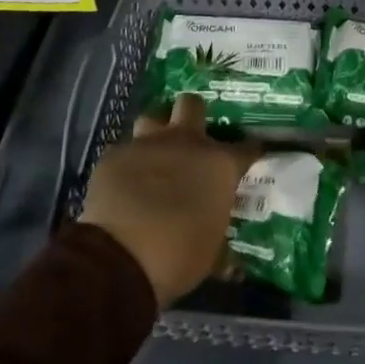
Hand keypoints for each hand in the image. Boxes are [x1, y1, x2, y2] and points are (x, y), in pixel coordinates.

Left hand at [80, 94, 255, 306]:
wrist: (119, 259)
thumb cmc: (178, 257)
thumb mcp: (211, 252)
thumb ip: (218, 234)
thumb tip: (228, 257)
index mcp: (218, 164)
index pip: (246, 147)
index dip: (249, 151)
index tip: (249, 157)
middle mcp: (186, 143)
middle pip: (192, 104)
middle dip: (193, 115)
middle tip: (192, 139)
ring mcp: (147, 145)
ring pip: (152, 118)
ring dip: (156, 133)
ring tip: (154, 156)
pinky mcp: (114, 156)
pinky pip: (124, 152)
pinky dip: (127, 166)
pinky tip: (124, 185)